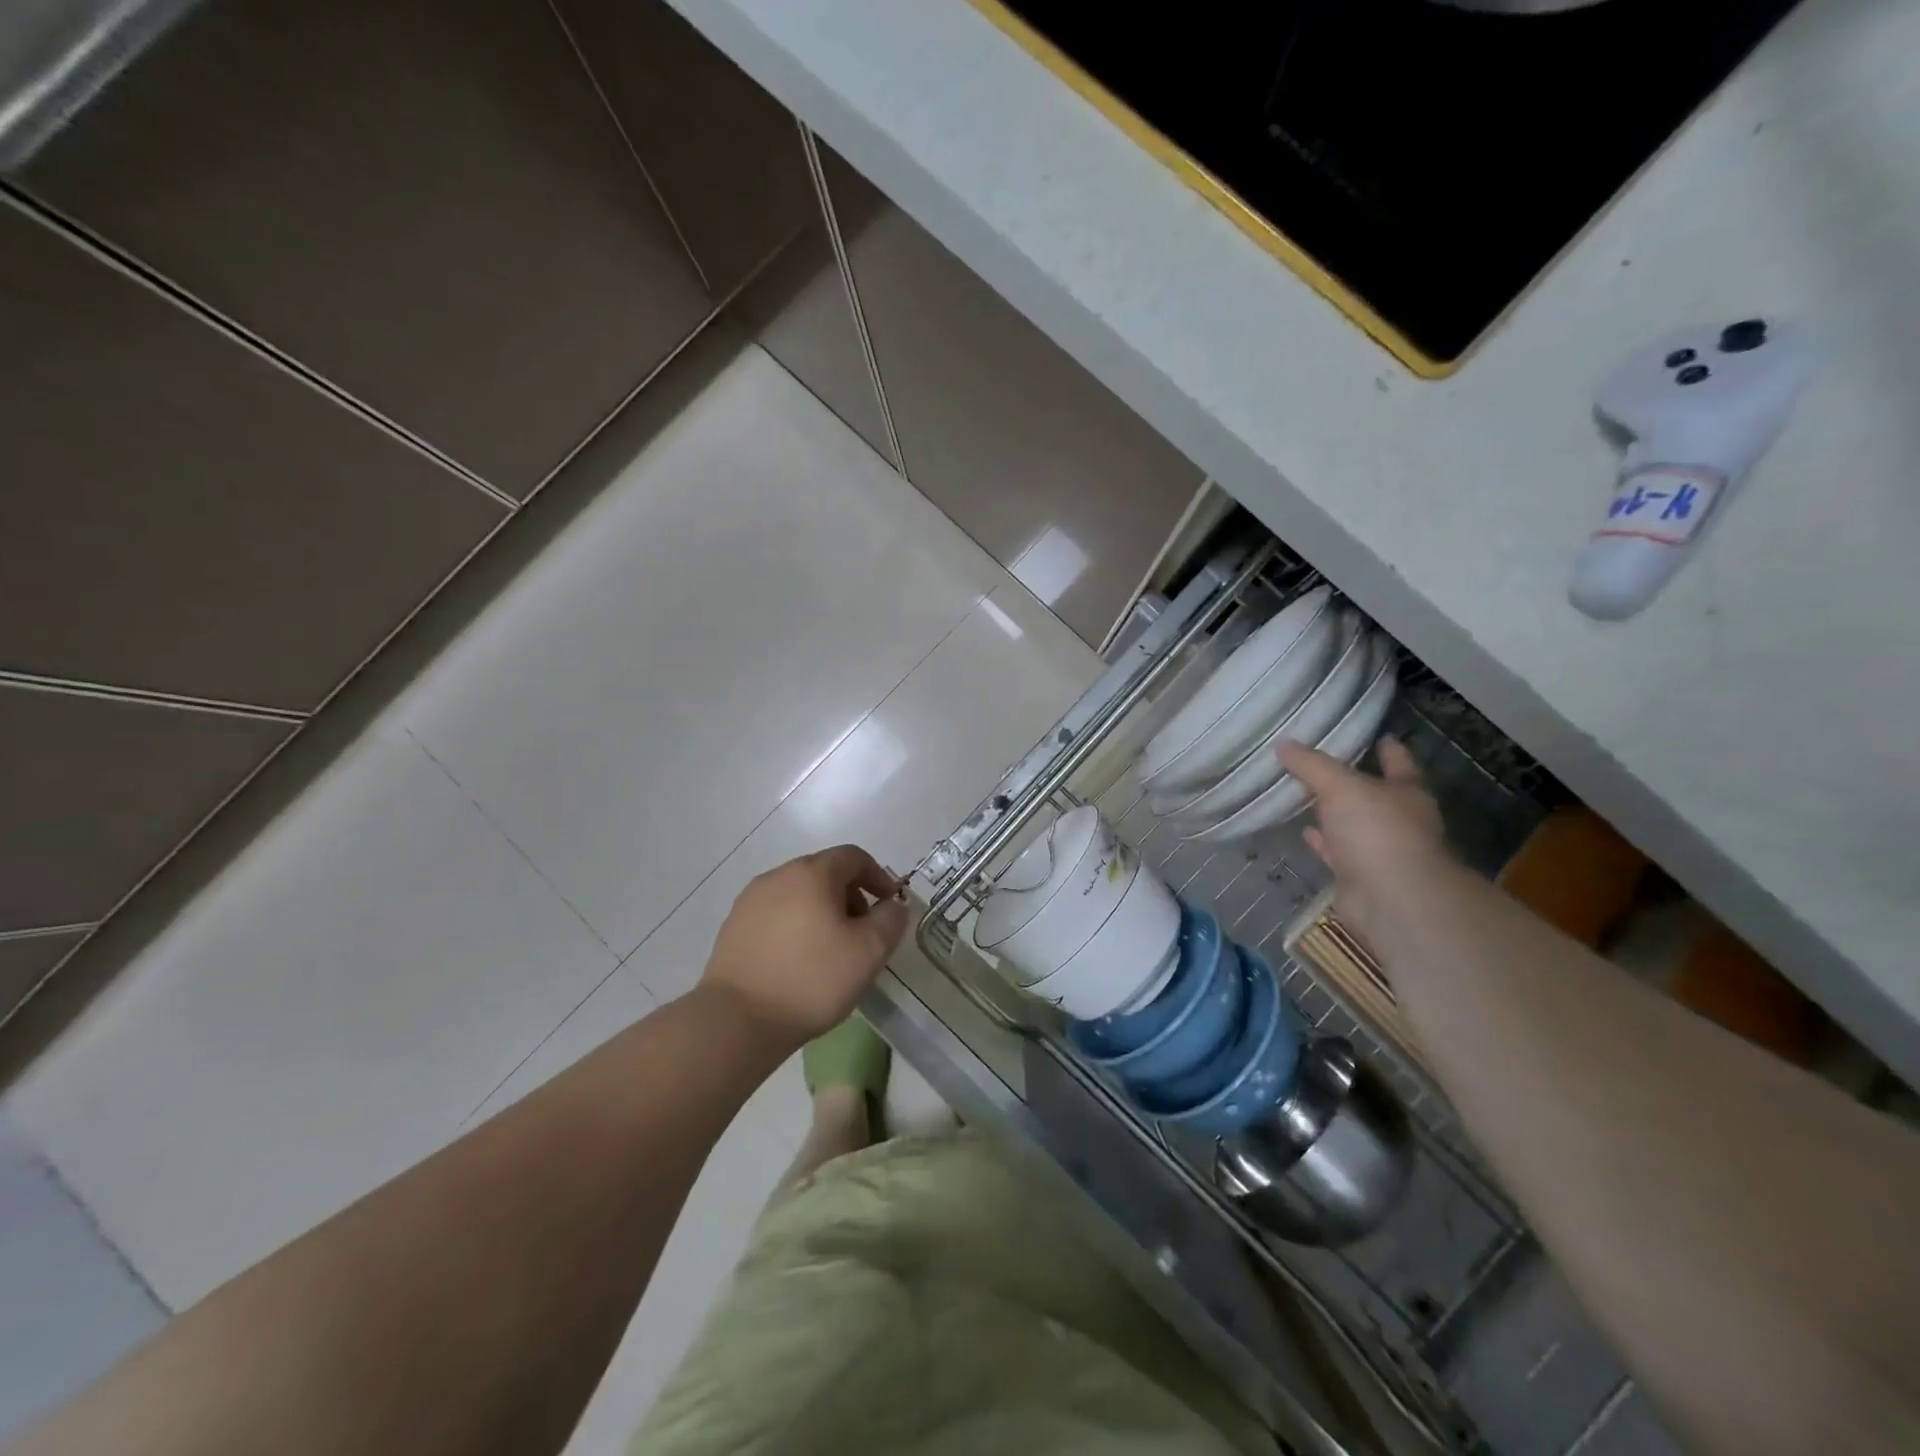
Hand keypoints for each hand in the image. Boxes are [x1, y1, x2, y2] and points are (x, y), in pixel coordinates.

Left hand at [700, 845, 908, 1047]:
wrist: (737, 1020)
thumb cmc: (812, 979)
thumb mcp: (869, 951)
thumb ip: (890, 920)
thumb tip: (892, 905)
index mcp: (812, 873)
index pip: (853, 857)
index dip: (878, 876)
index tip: (890, 905)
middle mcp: (778, 876)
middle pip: (824, 873)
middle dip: (850, 897)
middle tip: (863, 934)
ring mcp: (750, 901)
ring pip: (798, 895)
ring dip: (822, 913)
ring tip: (831, 952)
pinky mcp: (733, 928)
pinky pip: (775, 916)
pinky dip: (795, 928)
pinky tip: (799, 963)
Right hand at [1279, 736, 1447, 945]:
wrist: (1391, 900)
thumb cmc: (1377, 832)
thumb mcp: (1340, 786)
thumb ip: (1312, 765)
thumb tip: (1283, 744)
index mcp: (1406, 792)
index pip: (1398, 761)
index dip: (1386, 747)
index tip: (1374, 734)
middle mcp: (1399, 819)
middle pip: (1374, 793)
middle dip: (1353, 780)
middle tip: (1321, 762)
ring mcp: (1380, 850)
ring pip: (1353, 823)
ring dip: (1334, 812)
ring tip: (1305, 794)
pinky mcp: (1359, 875)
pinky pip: (1336, 851)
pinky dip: (1322, 841)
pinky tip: (1304, 831)